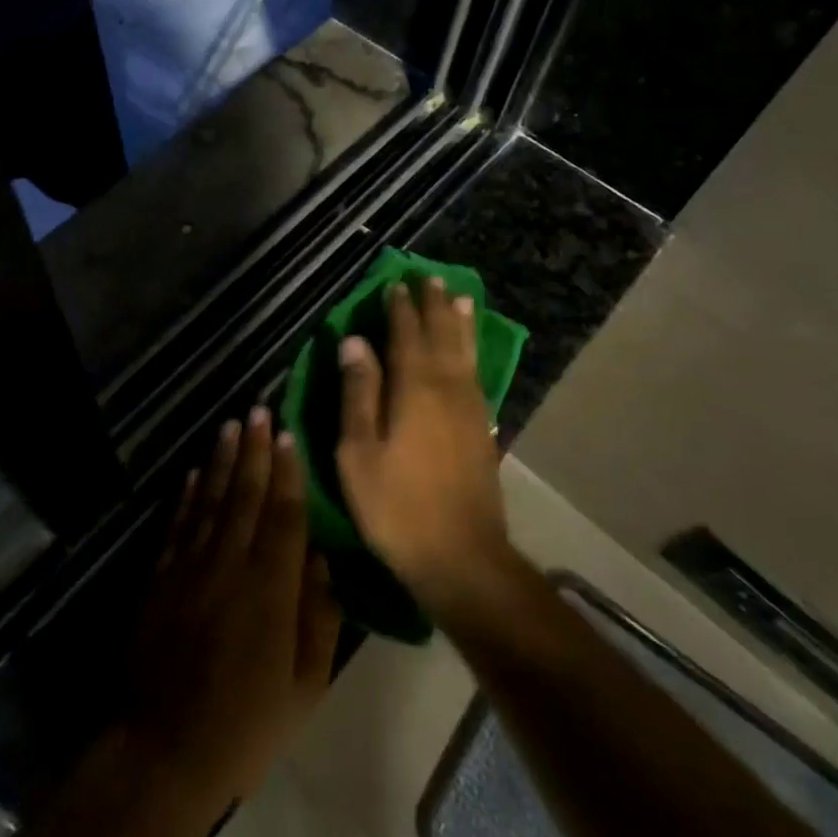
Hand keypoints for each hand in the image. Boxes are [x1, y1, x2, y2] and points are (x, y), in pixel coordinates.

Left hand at [128, 408, 341, 807]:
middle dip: (254, 451)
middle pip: (246, 496)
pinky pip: (179, 524)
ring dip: (223, 461)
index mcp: (271, 589)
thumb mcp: (305, 685)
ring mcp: (190, 567)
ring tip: (230, 426)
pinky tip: (196, 472)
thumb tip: (322, 559)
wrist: (165, 750)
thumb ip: (319, 617)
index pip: (284, 516)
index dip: (288, 473)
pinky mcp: (161, 577)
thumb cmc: (247, 724)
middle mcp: (230, 565)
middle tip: (258, 410)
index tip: (288, 435)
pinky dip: (188, 494)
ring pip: (211, 500)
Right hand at [335, 277, 511, 611]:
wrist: (462, 558)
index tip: (394, 284)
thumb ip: (358, 392)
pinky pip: (476, 373)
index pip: (406, 335)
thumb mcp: (358, 452)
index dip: (400, 309)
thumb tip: (354, 341)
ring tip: (458, 297)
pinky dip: (472, 351)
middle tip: (429, 278)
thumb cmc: (396, 506)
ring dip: (459, 322)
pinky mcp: (483, 429)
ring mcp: (470, 408)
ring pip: (465, 351)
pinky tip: (469, 351)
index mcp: (413, 389)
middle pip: (441, 335)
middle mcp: (447, 388)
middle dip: (433, 305)